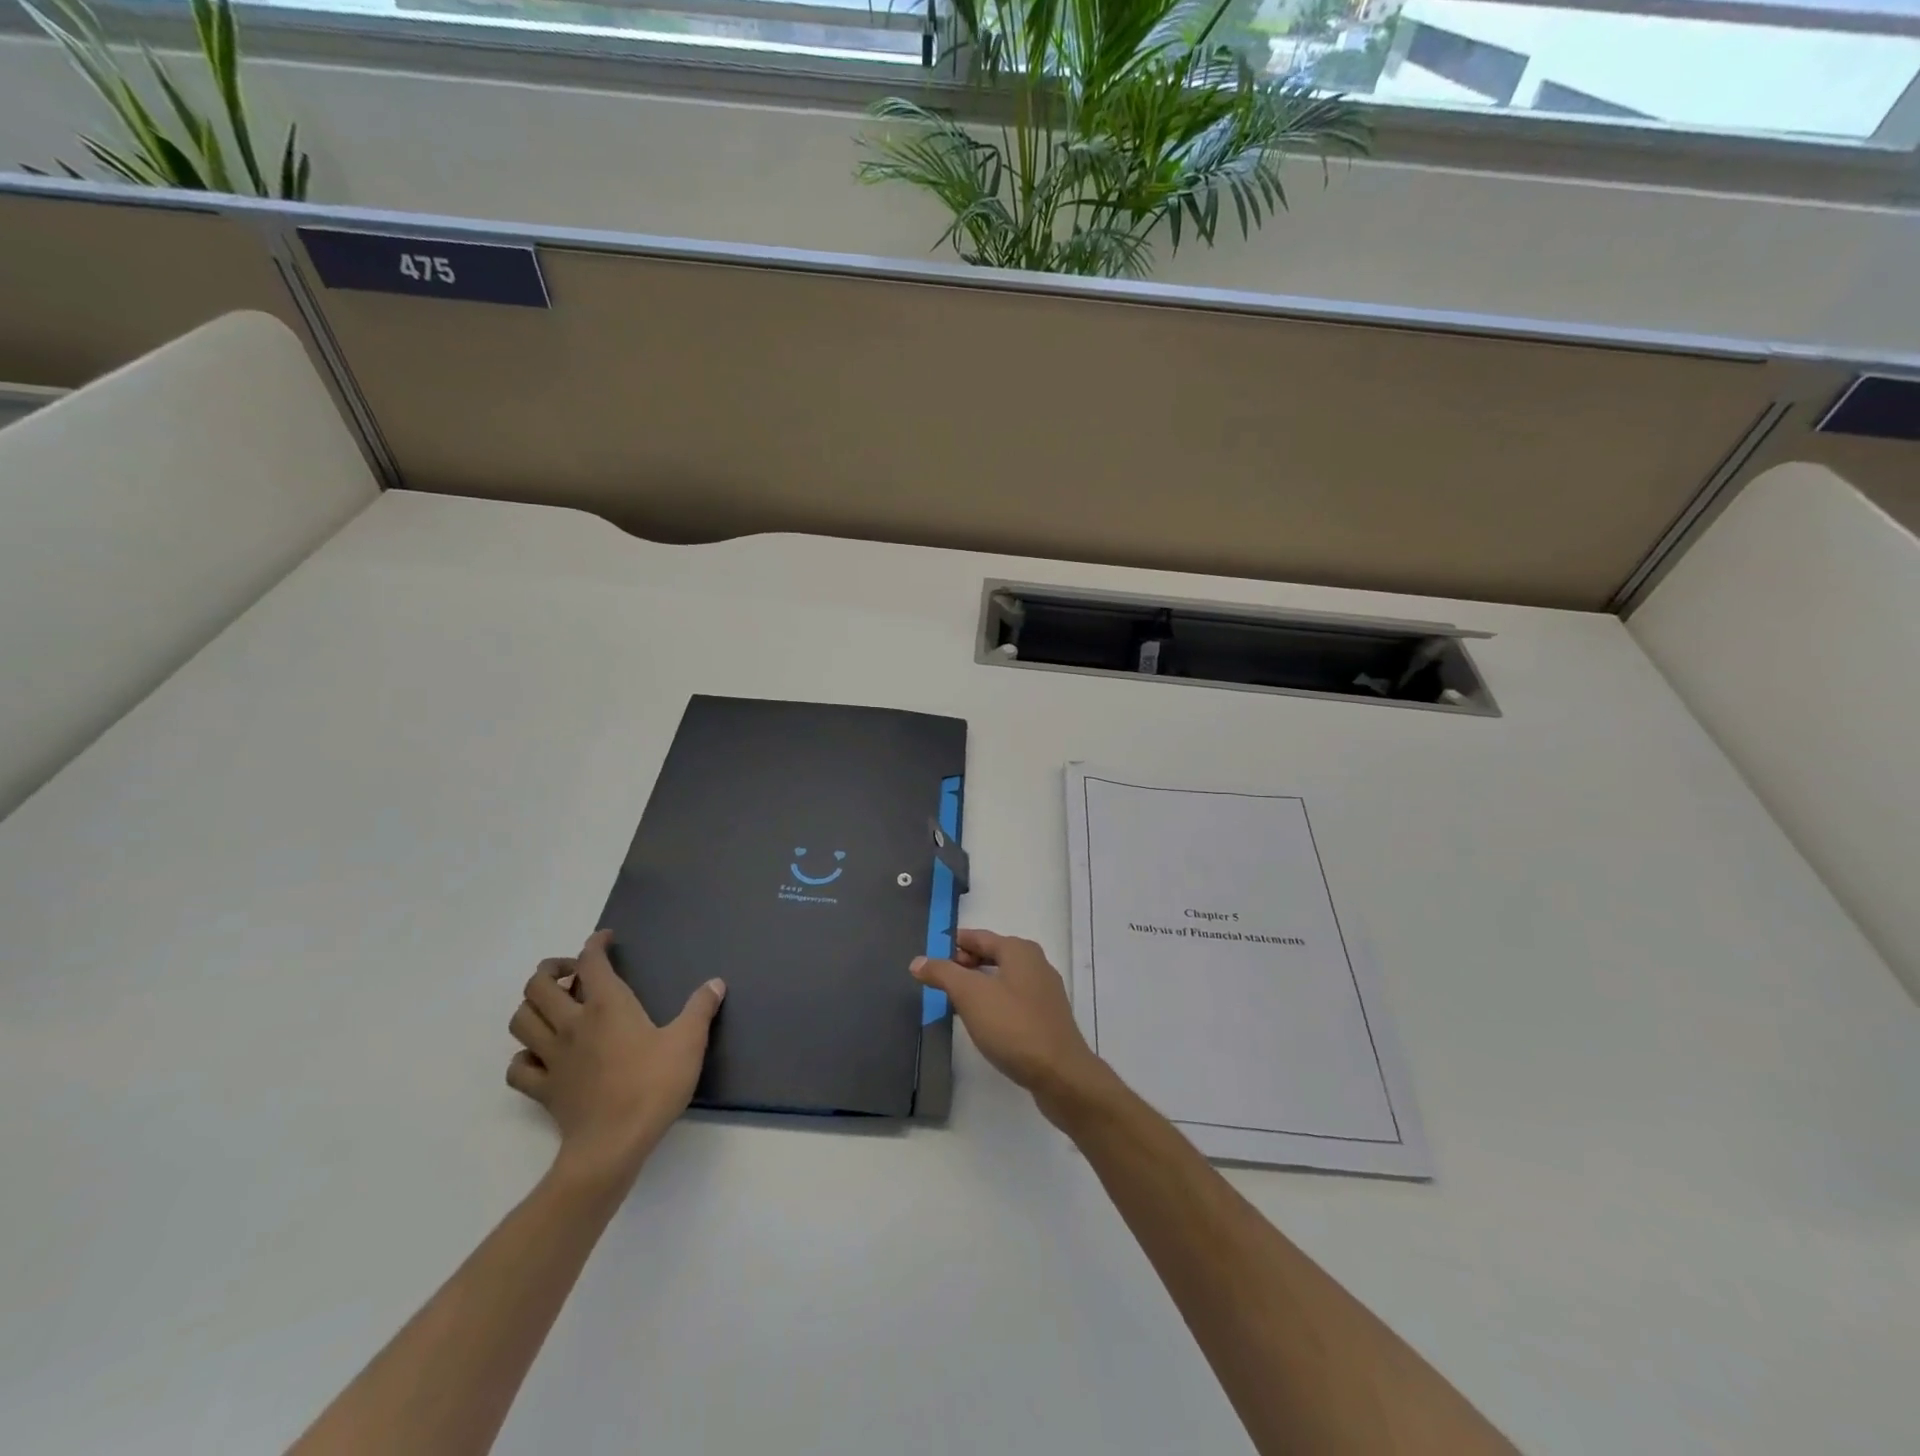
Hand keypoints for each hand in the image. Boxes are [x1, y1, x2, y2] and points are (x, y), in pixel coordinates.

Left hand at [507, 930, 724, 1187]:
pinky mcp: (543, 1089)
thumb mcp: (689, 1042)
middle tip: (574, 974)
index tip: (605, 939)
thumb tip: (715, 983)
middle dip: (552, 970)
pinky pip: (518, 1067)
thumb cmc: (653, 1086)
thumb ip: (701, 1008)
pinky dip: (524, 1055)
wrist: (613, 1145)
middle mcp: (573, 1024)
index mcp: (608, 1006)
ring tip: (555, 1008)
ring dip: (533, 1006)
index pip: (591, 962)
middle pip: (539, 985)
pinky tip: (542, 1055)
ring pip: (521, 1020)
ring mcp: (552, 1057)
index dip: (595, 944)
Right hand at [911, 929, 1113, 1121]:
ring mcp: (1044, 992)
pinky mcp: (1047, 1018)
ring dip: (979, 985)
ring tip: (955, 1000)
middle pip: (993, 955)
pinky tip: (982, 1021)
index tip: (931, 952)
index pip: (979, 937)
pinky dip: (994, 1002)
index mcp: (1019, 951)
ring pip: (1003, 978)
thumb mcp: (971, 995)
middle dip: (966, 963)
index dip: (954, 943)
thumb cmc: (1013, 1026)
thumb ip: (943, 973)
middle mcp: (1035, 964)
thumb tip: (919, 960)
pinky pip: (1014, 1000)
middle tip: (939, 979)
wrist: (1060, 1074)